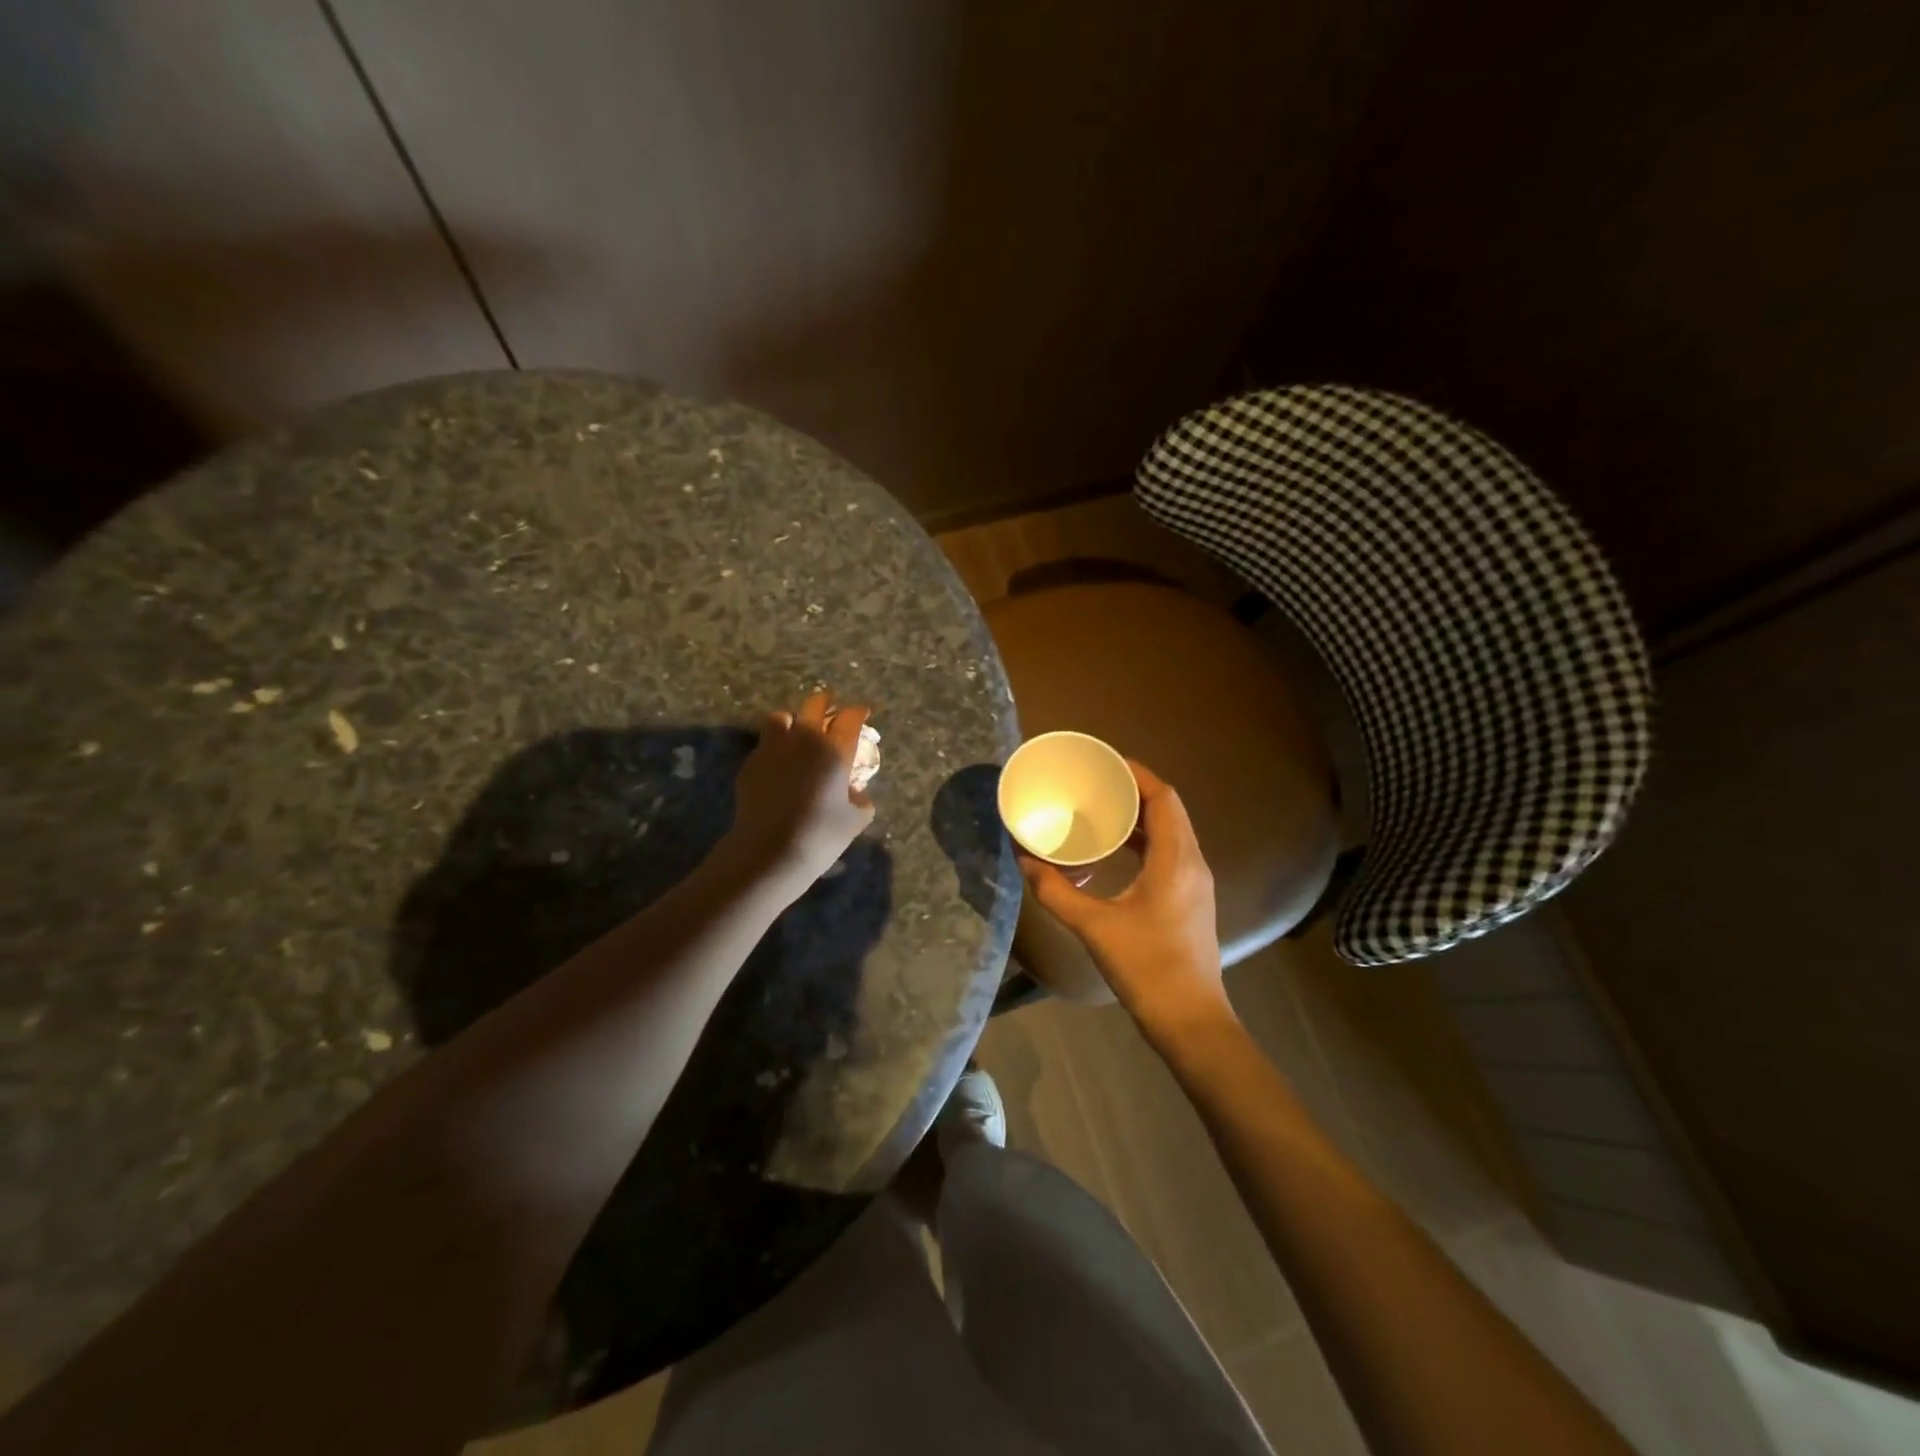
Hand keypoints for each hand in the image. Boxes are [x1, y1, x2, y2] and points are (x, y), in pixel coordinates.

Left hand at [727, 690, 875, 897]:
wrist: (769, 850)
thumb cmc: (820, 835)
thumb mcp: (855, 820)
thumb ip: (860, 799)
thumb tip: (854, 791)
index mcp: (835, 749)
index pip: (851, 718)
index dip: (859, 713)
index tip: (863, 713)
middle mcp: (805, 739)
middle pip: (815, 704)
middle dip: (825, 702)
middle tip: (830, 708)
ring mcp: (773, 748)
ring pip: (781, 717)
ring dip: (792, 721)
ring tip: (796, 733)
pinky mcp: (750, 764)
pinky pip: (764, 745)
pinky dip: (774, 748)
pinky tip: (778, 766)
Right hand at [1019, 761, 1230, 1038]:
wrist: (1191, 1021)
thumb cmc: (1147, 968)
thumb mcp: (1094, 927)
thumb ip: (1056, 891)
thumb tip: (1023, 860)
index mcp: (1177, 859)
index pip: (1163, 797)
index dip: (1137, 773)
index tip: (1104, 761)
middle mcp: (1192, 863)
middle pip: (1168, 809)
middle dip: (1134, 790)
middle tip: (1094, 782)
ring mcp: (1195, 883)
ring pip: (1171, 832)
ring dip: (1140, 816)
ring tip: (1100, 807)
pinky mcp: (1189, 900)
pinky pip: (1169, 853)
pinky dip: (1144, 840)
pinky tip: (1115, 849)